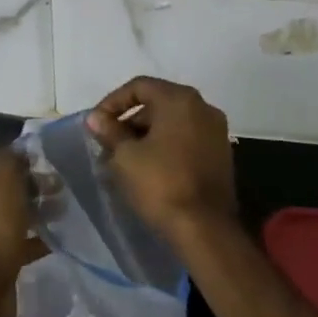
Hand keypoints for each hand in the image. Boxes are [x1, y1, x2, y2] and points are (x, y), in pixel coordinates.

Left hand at [0, 148, 42, 294]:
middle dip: (29, 185)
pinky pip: (12, 241)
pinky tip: (53, 238)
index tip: (41, 166)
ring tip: (60, 212)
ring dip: (33, 211)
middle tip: (56, 190)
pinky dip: (31, 239)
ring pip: (8, 212)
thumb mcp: (3, 176)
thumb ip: (12, 157)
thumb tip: (18, 154)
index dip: (16, 158)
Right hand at [85, 77, 235, 240]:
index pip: (139, 86)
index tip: (97, 123)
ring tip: (124, 160)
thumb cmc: (161, 184)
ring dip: (147, 136)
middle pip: (158, 103)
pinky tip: (149, 169)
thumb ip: (110, 131)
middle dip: (129, 121)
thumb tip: (96, 118)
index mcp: (180, 99)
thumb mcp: (126, 156)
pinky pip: (187, 139)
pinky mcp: (221, 155)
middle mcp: (203, 107)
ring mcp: (216, 131)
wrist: (205, 230)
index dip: (113, 102)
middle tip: (109, 144)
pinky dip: (166, 146)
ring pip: (173, 123)